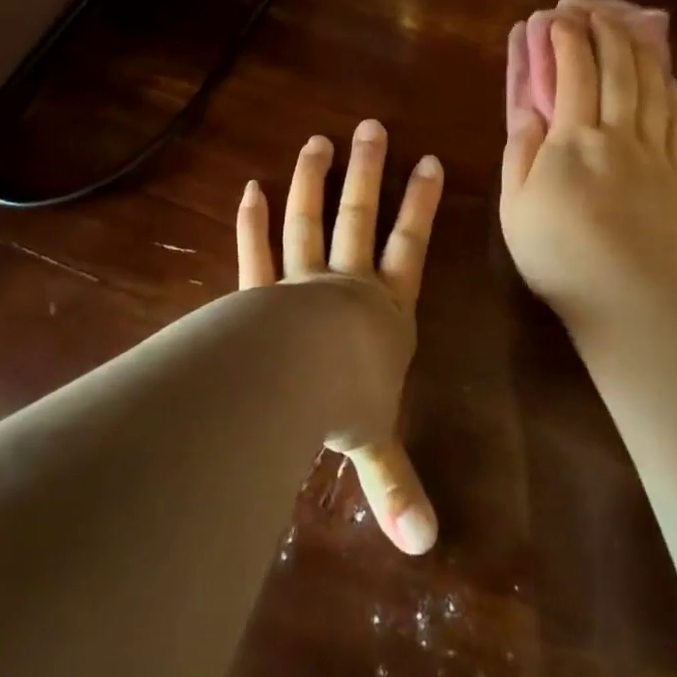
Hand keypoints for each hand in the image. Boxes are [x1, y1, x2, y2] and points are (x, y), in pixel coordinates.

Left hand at [235, 120, 442, 554]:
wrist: (292, 385)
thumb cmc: (346, 404)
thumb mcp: (378, 445)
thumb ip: (396, 486)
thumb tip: (425, 548)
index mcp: (384, 310)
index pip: (410, 248)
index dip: (420, 206)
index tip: (428, 162)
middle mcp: (345, 285)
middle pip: (360, 218)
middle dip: (369, 173)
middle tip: (371, 127)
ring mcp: (299, 282)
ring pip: (309, 221)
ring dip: (312, 182)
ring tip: (316, 142)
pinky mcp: (258, 292)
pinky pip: (255, 252)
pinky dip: (251, 222)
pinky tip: (248, 188)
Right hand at [500, 13, 676, 334]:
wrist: (625, 297)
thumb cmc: (557, 252)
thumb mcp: (516, 202)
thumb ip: (520, 148)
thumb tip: (527, 107)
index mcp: (574, 138)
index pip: (574, 71)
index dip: (566, 37)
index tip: (557, 17)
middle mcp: (619, 132)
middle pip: (618, 68)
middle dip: (605, 30)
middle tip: (594, 9)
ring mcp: (656, 151)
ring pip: (652, 85)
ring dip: (639, 49)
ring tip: (629, 26)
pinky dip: (670, 88)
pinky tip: (665, 74)